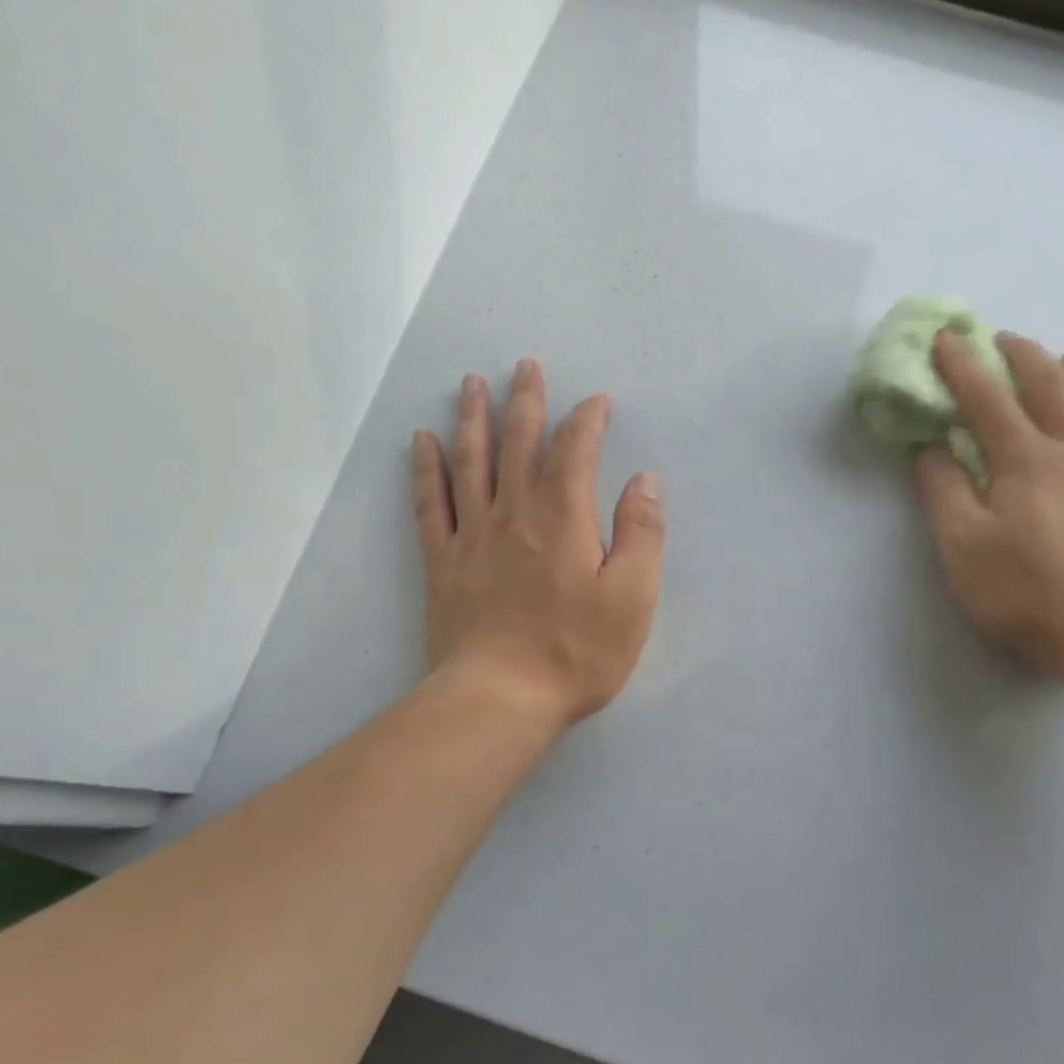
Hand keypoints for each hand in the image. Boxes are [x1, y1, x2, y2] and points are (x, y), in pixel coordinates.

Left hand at [411, 359, 664, 726]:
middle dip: (526, 402)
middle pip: (518, 444)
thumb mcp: (632, 599)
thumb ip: (641, 535)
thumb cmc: (576, 652)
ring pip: (470, 462)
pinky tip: (420, 442)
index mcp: (564, 519)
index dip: (587, 421)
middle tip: (526, 366)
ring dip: (472, 419)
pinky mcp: (443, 563)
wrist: (500, 697)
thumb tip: (643, 481)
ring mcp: (472, 536)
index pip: (575, 452)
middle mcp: (515, 513)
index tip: (598, 402)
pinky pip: (431, 504)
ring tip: (471, 384)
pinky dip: (425, 469)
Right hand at [916, 330, 1063, 679]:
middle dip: (1025, 358)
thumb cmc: (1021, 590)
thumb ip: (942, 491)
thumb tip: (930, 449)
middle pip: (1053, 390)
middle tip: (1005, 340)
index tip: (945, 337)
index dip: (963, 366)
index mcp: (1024, 461)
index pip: (987, 401)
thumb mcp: (959, 544)